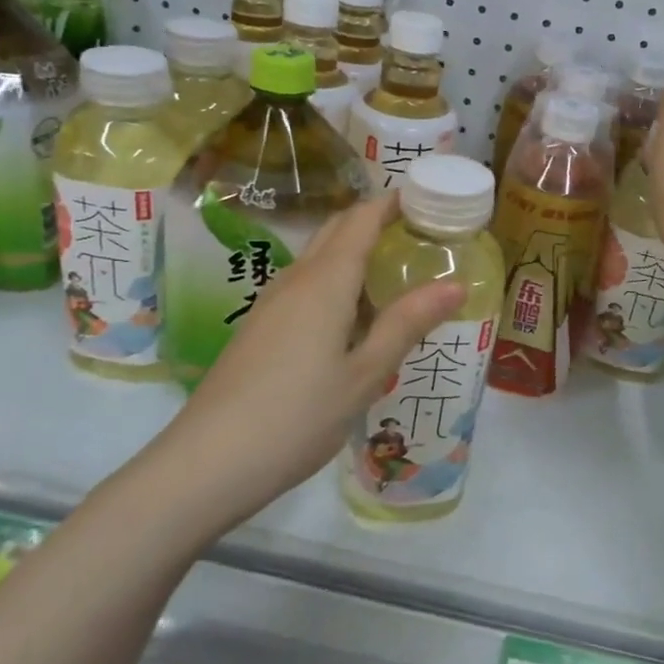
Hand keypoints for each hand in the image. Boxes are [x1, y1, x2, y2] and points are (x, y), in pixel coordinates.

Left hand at [160, 193, 463, 514]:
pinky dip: (336, 282)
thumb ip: (407, 324)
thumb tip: (456, 284)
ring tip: (396, 274)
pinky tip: (355, 318)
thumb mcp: (364, 374)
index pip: (362, 219)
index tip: (429, 200)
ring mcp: (271, 303)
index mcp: (325, 281)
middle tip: (421, 235)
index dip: (393, 202)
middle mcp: (295, 279)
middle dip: (376, 221)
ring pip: (319, 259)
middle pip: (337, 230)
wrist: (207, 463)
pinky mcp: (259, 328)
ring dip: (355, 252)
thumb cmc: (297, 416)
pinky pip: (305, 287)